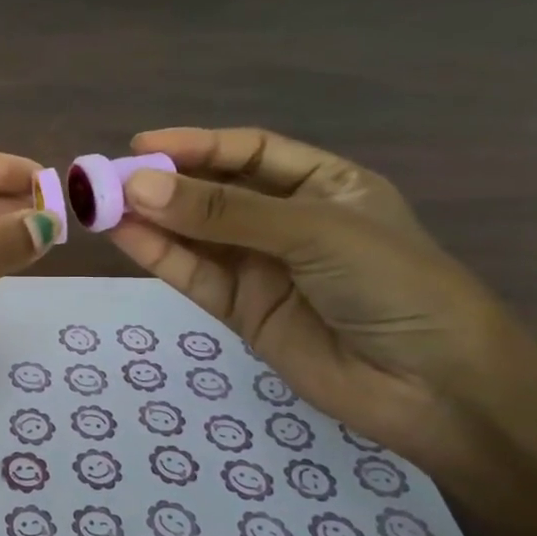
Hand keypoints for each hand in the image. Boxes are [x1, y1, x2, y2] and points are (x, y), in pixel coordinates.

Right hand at [107, 127, 519, 474]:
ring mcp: (261, 267)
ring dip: (149, 218)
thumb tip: (139, 185)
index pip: (249, 153)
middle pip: (213, 192)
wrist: (437, 390)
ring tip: (99, 205)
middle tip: (107, 178)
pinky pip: (192, 274)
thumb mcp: (313, 232)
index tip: (141, 146)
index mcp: (324, 185)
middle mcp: (287, 221)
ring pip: (194, 235)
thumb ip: (224, 212)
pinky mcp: (240, 310)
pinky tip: (122, 234)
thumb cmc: (395, 286)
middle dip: (163, 183)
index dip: (196, 145)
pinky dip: (157, 254)